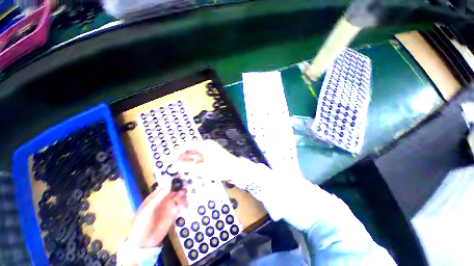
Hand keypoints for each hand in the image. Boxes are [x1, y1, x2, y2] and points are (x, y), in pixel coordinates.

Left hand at [126, 188, 186, 247]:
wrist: (144, 242)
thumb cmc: (142, 223)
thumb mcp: (148, 209)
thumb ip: (160, 196)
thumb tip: (170, 183)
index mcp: (155, 197)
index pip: (165, 186)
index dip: (172, 182)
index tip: (180, 177)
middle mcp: (163, 199)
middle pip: (173, 190)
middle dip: (180, 187)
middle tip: (186, 185)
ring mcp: (169, 206)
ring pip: (178, 196)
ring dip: (183, 194)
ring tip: (184, 195)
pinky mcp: (174, 213)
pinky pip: (181, 205)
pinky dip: (183, 202)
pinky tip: (183, 204)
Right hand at [175, 140, 271, 189]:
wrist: (236, 169)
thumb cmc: (220, 168)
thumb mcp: (202, 169)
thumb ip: (188, 167)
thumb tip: (174, 165)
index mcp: (204, 145)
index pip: (187, 146)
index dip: (177, 152)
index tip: (169, 160)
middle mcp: (207, 145)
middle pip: (191, 149)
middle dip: (181, 156)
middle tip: (172, 164)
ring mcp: (211, 149)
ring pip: (196, 153)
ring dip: (188, 159)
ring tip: (179, 167)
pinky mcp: (213, 154)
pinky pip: (201, 156)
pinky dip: (195, 161)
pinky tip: (190, 167)